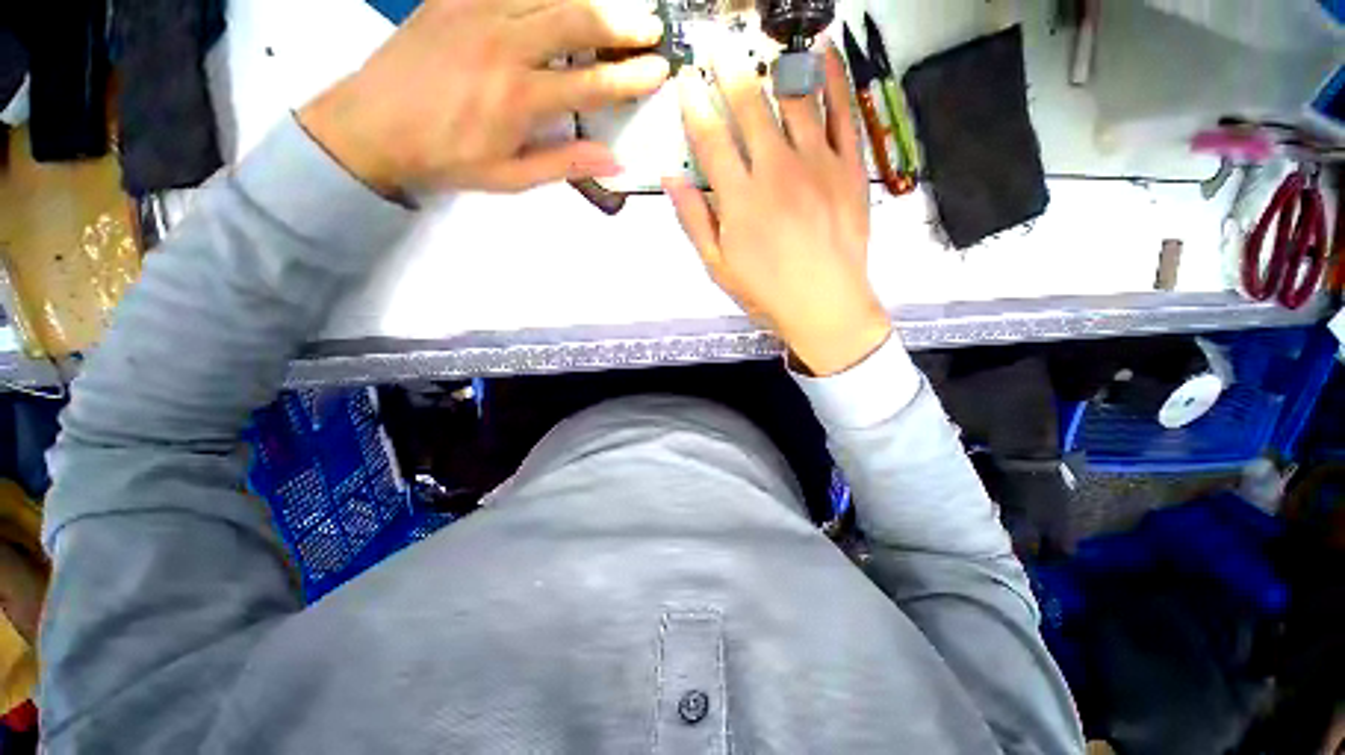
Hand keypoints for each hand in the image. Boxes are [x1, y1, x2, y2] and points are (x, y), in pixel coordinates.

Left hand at [299, 0, 668, 193]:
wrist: (373, 126)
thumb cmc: (448, 158)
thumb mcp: (511, 177)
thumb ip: (564, 164)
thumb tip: (614, 160)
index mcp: (520, 98)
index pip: (592, 84)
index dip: (631, 77)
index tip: (659, 70)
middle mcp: (504, 45)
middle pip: (576, 20)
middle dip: (621, 23)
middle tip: (651, 25)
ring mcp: (476, 11)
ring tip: (617, 7)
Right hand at [664, 47, 890, 376]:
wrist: (825, 304)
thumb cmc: (766, 291)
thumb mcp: (718, 266)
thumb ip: (694, 220)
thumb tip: (671, 178)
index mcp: (739, 198)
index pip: (710, 137)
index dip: (695, 103)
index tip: (685, 78)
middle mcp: (776, 170)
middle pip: (749, 106)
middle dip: (729, 70)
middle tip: (718, 46)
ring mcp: (817, 163)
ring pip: (795, 98)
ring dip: (776, 63)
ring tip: (764, 41)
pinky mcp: (849, 166)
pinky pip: (844, 111)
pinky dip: (835, 76)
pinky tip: (824, 50)